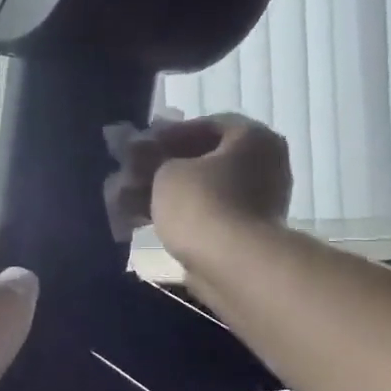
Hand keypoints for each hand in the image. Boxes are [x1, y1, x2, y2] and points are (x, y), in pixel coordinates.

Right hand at [110, 114, 291, 260]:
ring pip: (202, 190)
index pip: (206, 126)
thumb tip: (138, 150)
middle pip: (203, 160)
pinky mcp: (246, 234)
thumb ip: (152, 158)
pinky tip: (143, 223)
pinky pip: (207, 215)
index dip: (166, 135)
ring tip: (126, 203)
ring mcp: (259, 202)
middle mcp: (264, 165)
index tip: (138, 147)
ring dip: (164, 194)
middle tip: (130, 175)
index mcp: (253, 137)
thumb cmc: (201, 203)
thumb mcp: (165, 171)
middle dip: (162, 168)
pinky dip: (178, 216)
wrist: (233, 264)